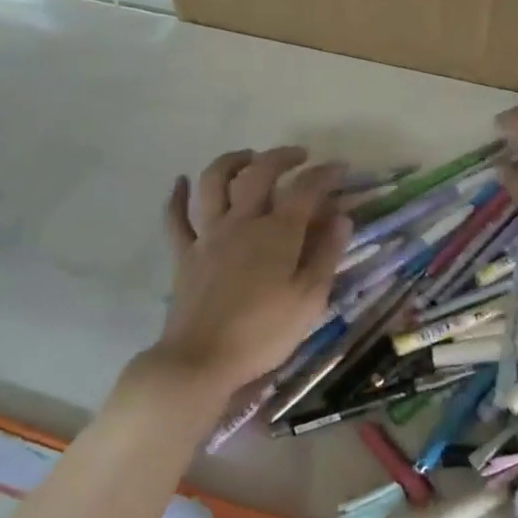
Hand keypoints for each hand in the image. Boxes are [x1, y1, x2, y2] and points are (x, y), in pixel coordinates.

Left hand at [139, 146, 349, 404]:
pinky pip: (176, 218)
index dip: (325, 174)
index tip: (340, 167)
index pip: (305, 190)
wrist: (201, 361)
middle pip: (258, 173)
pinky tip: (181, 182)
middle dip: (281, 157)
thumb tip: (341, 216)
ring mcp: (208, 236)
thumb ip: (326, 254)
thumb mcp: (309, 299)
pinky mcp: (184, 254)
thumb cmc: (263, 334)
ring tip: (247, 157)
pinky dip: (178, 196)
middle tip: (298, 156)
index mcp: (277, 233)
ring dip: (231, 162)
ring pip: (214, 183)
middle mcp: (241, 223)